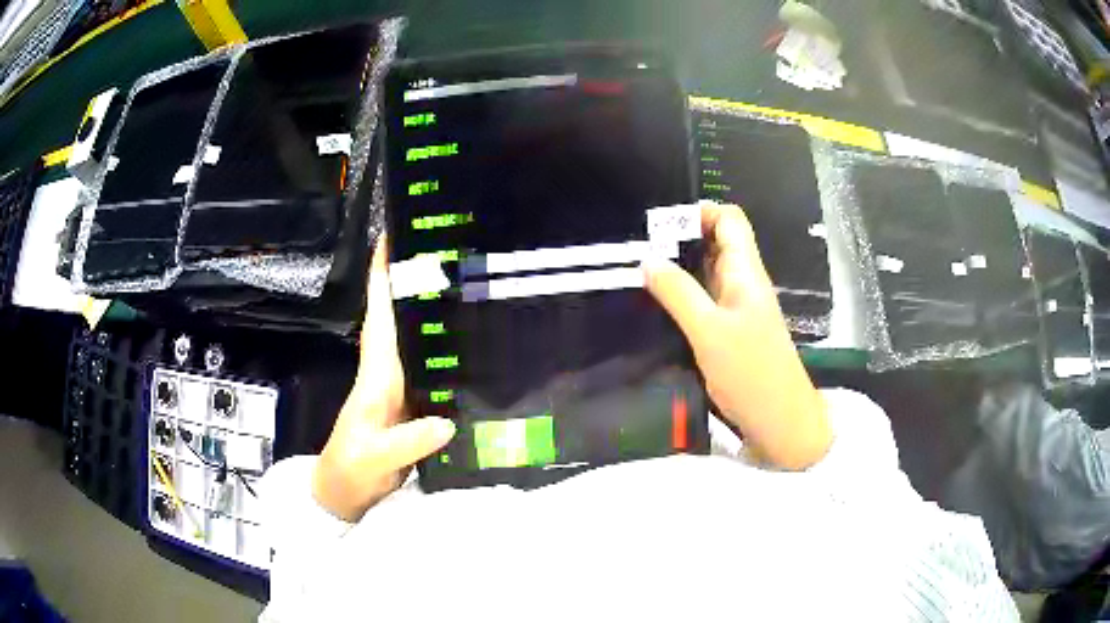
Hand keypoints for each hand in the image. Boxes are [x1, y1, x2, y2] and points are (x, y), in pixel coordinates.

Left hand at [313, 238, 455, 520]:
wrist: (344, 492)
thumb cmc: (351, 470)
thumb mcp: (375, 458)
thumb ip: (408, 443)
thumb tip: (447, 421)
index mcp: (376, 377)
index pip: (380, 319)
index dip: (382, 280)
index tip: (390, 240)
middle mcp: (387, 373)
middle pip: (397, 319)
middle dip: (409, 282)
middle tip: (439, 249)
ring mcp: (398, 388)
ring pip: (413, 339)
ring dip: (425, 310)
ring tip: (455, 282)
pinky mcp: (411, 405)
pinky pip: (427, 366)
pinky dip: (440, 348)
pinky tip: (464, 344)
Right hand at [642, 202, 830, 469]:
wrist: (779, 420)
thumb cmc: (750, 372)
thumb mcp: (709, 331)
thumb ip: (678, 293)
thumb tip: (648, 260)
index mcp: (746, 272)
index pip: (729, 219)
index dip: (700, 212)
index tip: (662, 225)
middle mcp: (744, 283)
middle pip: (716, 243)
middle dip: (681, 240)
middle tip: (642, 251)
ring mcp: (738, 308)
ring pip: (708, 273)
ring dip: (680, 269)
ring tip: (642, 275)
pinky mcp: (731, 332)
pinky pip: (706, 301)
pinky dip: (684, 296)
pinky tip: (659, 307)